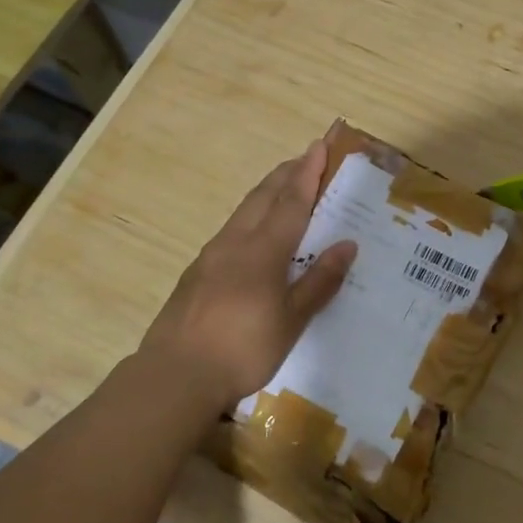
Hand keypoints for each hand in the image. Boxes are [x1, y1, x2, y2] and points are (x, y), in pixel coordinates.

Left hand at [137, 140, 356, 409]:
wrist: (175, 375)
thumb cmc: (243, 349)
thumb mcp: (292, 320)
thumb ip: (319, 281)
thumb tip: (347, 245)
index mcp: (263, 250)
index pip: (291, 201)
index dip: (308, 173)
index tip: (318, 147)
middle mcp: (235, 242)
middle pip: (263, 197)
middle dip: (286, 174)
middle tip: (305, 159)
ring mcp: (211, 256)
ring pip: (243, 211)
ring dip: (266, 193)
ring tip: (283, 188)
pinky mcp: (196, 273)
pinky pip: (231, 231)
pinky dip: (250, 217)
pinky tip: (252, 233)